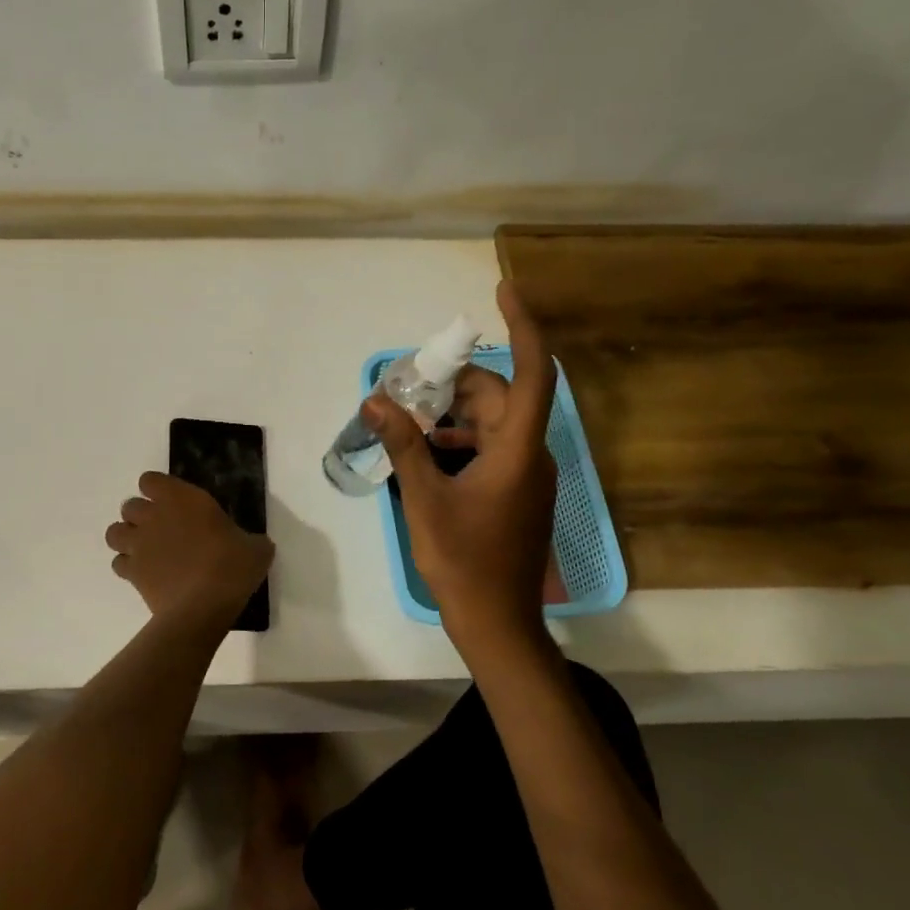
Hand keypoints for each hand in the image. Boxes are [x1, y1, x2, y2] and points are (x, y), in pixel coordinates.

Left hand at [106, 472, 273, 625]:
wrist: (204, 605)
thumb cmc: (232, 567)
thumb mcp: (255, 548)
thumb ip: (250, 540)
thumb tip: (255, 544)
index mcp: (182, 499)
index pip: (151, 480)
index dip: (157, 491)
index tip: (173, 504)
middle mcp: (154, 516)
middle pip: (129, 505)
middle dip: (141, 516)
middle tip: (161, 530)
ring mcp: (139, 544)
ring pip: (114, 532)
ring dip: (126, 538)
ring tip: (145, 550)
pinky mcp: (131, 572)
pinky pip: (118, 563)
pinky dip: (127, 567)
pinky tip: (144, 575)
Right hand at [365, 280, 557, 646]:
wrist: (496, 621)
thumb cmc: (463, 561)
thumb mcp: (425, 500)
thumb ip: (403, 445)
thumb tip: (376, 401)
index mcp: (518, 451)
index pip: (533, 373)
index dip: (524, 326)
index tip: (504, 289)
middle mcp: (531, 455)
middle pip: (503, 396)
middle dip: (459, 382)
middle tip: (412, 382)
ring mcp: (527, 476)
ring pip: (496, 422)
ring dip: (456, 413)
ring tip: (410, 417)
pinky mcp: (517, 493)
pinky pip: (493, 447)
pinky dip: (462, 439)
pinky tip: (427, 450)